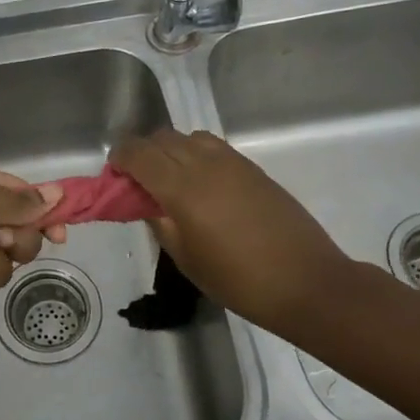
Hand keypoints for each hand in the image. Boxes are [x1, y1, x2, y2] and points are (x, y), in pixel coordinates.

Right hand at [110, 130, 354, 335]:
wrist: (306, 282)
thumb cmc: (238, 280)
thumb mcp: (186, 259)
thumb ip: (160, 223)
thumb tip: (147, 202)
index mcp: (182, 188)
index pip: (139, 154)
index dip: (120, 158)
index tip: (113, 174)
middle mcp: (205, 164)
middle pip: (162, 139)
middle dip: (142, 153)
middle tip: (137, 181)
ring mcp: (233, 163)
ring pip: (189, 137)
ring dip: (171, 150)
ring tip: (170, 180)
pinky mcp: (253, 169)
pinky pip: (213, 148)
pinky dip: (195, 154)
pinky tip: (200, 184)